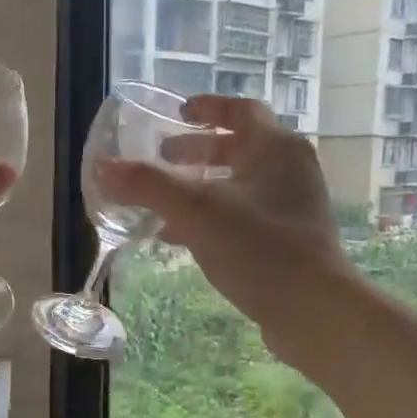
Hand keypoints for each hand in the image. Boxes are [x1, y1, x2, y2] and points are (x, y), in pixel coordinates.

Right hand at [95, 95, 351, 348]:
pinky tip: (184, 239)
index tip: (177, 113)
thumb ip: (148, 187)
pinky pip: (246, 215)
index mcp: (274, 148)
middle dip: (199, 150)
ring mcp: (294, 206)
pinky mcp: (291, 240)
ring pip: (241, 184)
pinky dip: (214, 217)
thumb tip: (103, 168)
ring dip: (203, 187)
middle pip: (240, 147)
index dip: (208, 107)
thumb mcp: (195, 212)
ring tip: (164, 202)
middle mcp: (290, 170)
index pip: (241, 110)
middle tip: (164, 157)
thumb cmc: (258, 248)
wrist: (313, 310)